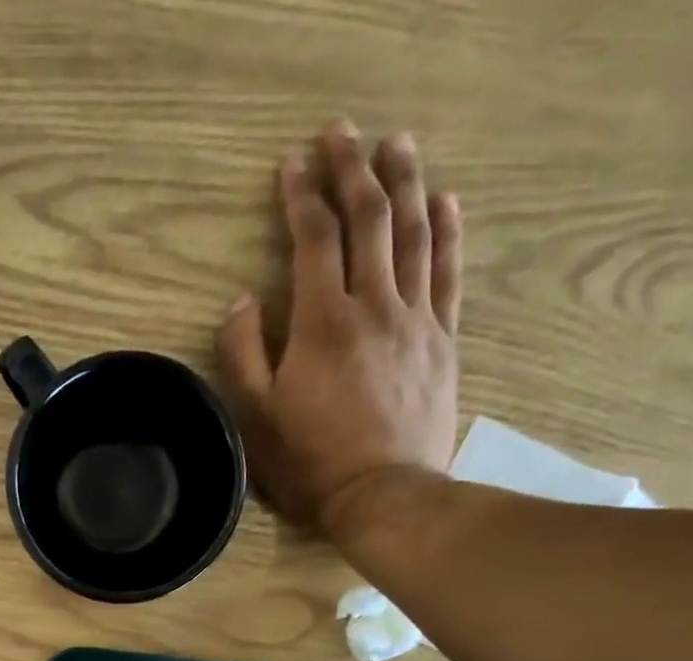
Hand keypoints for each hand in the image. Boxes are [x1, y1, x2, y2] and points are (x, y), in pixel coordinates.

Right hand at [217, 121, 462, 533]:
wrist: (384, 497)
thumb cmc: (310, 464)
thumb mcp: (255, 417)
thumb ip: (243, 354)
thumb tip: (243, 301)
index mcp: (323, 323)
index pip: (314, 239)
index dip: (302, 197)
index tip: (291, 165)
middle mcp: (374, 306)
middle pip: (369, 219)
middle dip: (353, 168)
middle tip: (342, 131)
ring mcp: (416, 320)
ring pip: (415, 233)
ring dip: (405, 181)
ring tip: (395, 144)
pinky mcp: (443, 341)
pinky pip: (449, 272)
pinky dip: (447, 230)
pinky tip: (444, 201)